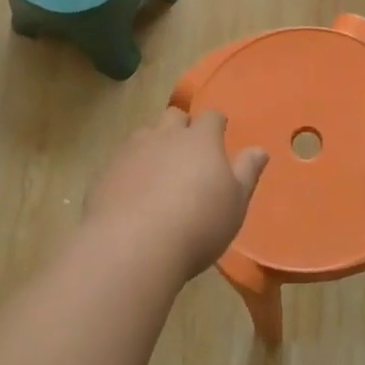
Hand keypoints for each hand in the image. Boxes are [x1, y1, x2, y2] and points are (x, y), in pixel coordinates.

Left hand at [83, 110, 268, 282]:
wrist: (133, 247)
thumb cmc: (198, 224)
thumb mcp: (235, 203)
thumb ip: (247, 172)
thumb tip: (259, 149)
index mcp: (201, 139)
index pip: (211, 117)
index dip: (216, 124)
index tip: (219, 135)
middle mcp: (166, 136)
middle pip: (174, 116)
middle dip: (181, 127)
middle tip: (187, 152)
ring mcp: (131, 151)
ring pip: (145, 134)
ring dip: (153, 145)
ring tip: (157, 171)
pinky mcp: (105, 172)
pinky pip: (121, 160)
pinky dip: (130, 168)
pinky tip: (132, 193)